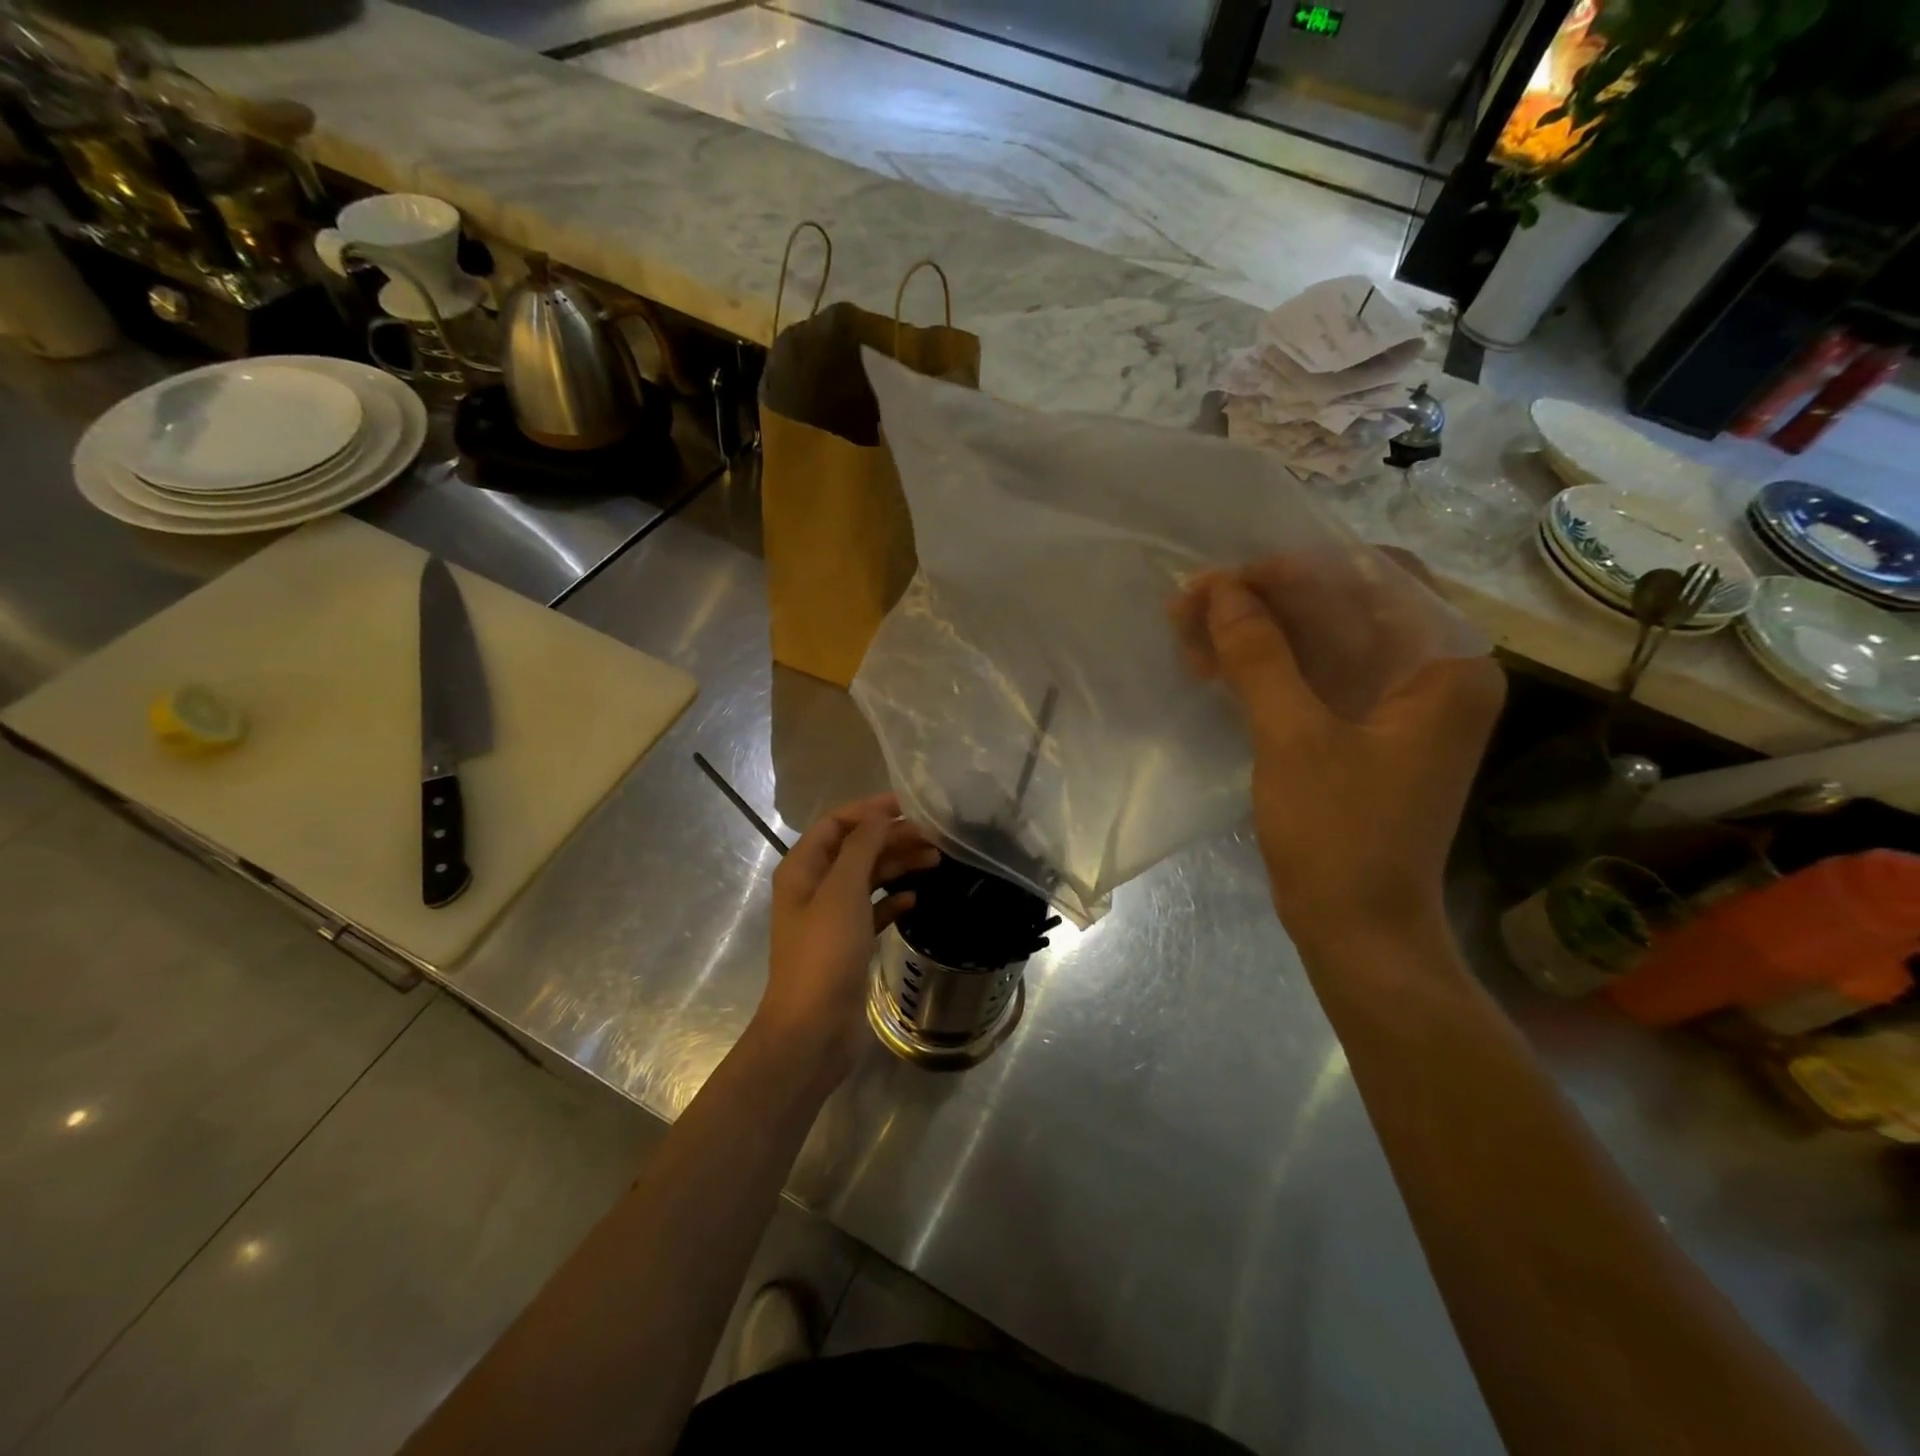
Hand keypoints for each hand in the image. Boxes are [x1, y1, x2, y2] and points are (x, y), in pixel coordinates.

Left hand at [759, 793, 939, 1081]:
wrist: (813, 1028)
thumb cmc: (825, 952)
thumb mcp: (842, 891)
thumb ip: (862, 847)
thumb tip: (879, 816)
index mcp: (802, 868)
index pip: (836, 823)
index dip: (870, 810)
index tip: (909, 806)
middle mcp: (814, 887)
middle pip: (856, 849)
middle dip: (891, 838)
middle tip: (934, 837)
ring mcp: (830, 917)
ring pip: (868, 879)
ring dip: (898, 866)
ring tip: (936, 861)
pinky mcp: (847, 944)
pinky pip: (873, 910)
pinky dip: (893, 900)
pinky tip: (916, 899)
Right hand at [1171, 560, 1504, 948]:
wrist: (1358, 930)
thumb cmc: (1339, 836)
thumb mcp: (1293, 738)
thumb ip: (1259, 656)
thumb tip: (1220, 590)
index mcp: (1446, 665)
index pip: (1379, 577)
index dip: (1301, 568)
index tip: (1232, 579)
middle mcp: (1432, 674)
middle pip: (1345, 606)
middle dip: (1266, 601)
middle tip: (1193, 602)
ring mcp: (1397, 705)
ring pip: (1321, 641)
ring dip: (1256, 633)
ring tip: (1189, 633)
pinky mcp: (1364, 732)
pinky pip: (1314, 678)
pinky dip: (1265, 668)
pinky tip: (1214, 667)